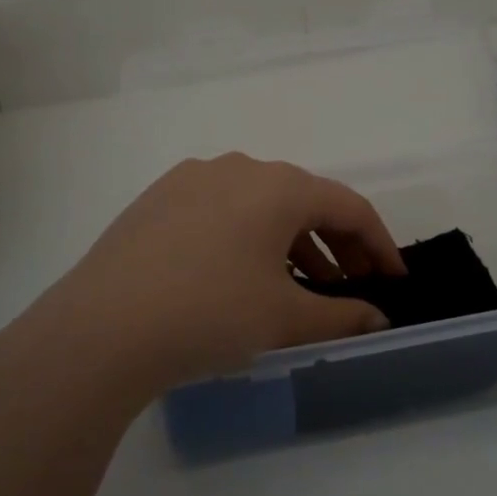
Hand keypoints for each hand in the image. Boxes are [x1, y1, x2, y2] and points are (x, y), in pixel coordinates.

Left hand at [25, 153, 405, 396]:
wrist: (102, 328)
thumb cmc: (210, 314)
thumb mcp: (284, 318)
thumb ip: (342, 316)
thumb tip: (378, 318)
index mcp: (278, 186)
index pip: (348, 206)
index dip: (380, 245)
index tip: (395, 280)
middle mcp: (238, 167)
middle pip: (305, 200)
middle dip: (336, 243)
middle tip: (353, 285)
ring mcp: (192, 178)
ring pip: (261, 204)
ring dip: (292, 241)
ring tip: (301, 286)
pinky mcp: (158, 198)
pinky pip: (222, 210)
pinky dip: (249, 237)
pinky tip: (243, 274)